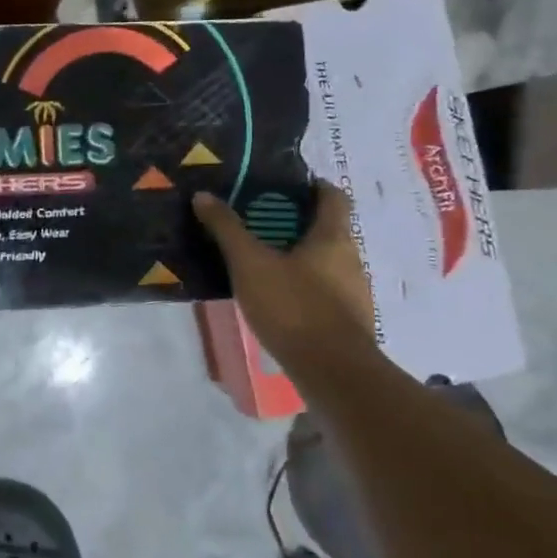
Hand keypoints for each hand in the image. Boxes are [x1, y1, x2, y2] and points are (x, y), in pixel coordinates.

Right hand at [194, 182, 375, 385]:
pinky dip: (302, 283)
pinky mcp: (346, 320)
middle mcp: (350, 258)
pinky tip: (276, 296)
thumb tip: (203, 195)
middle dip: (296, 221)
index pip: (333, 196)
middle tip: (259, 220)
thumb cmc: (293, 307)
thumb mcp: (250, 264)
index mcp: (332, 236)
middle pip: (328, 228)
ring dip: (299, 255)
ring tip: (262, 258)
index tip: (285, 184)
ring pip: (326, 260)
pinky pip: (323, 289)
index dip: (313, 185)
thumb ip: (227, 229)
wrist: (333, 372)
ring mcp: (353, 291)